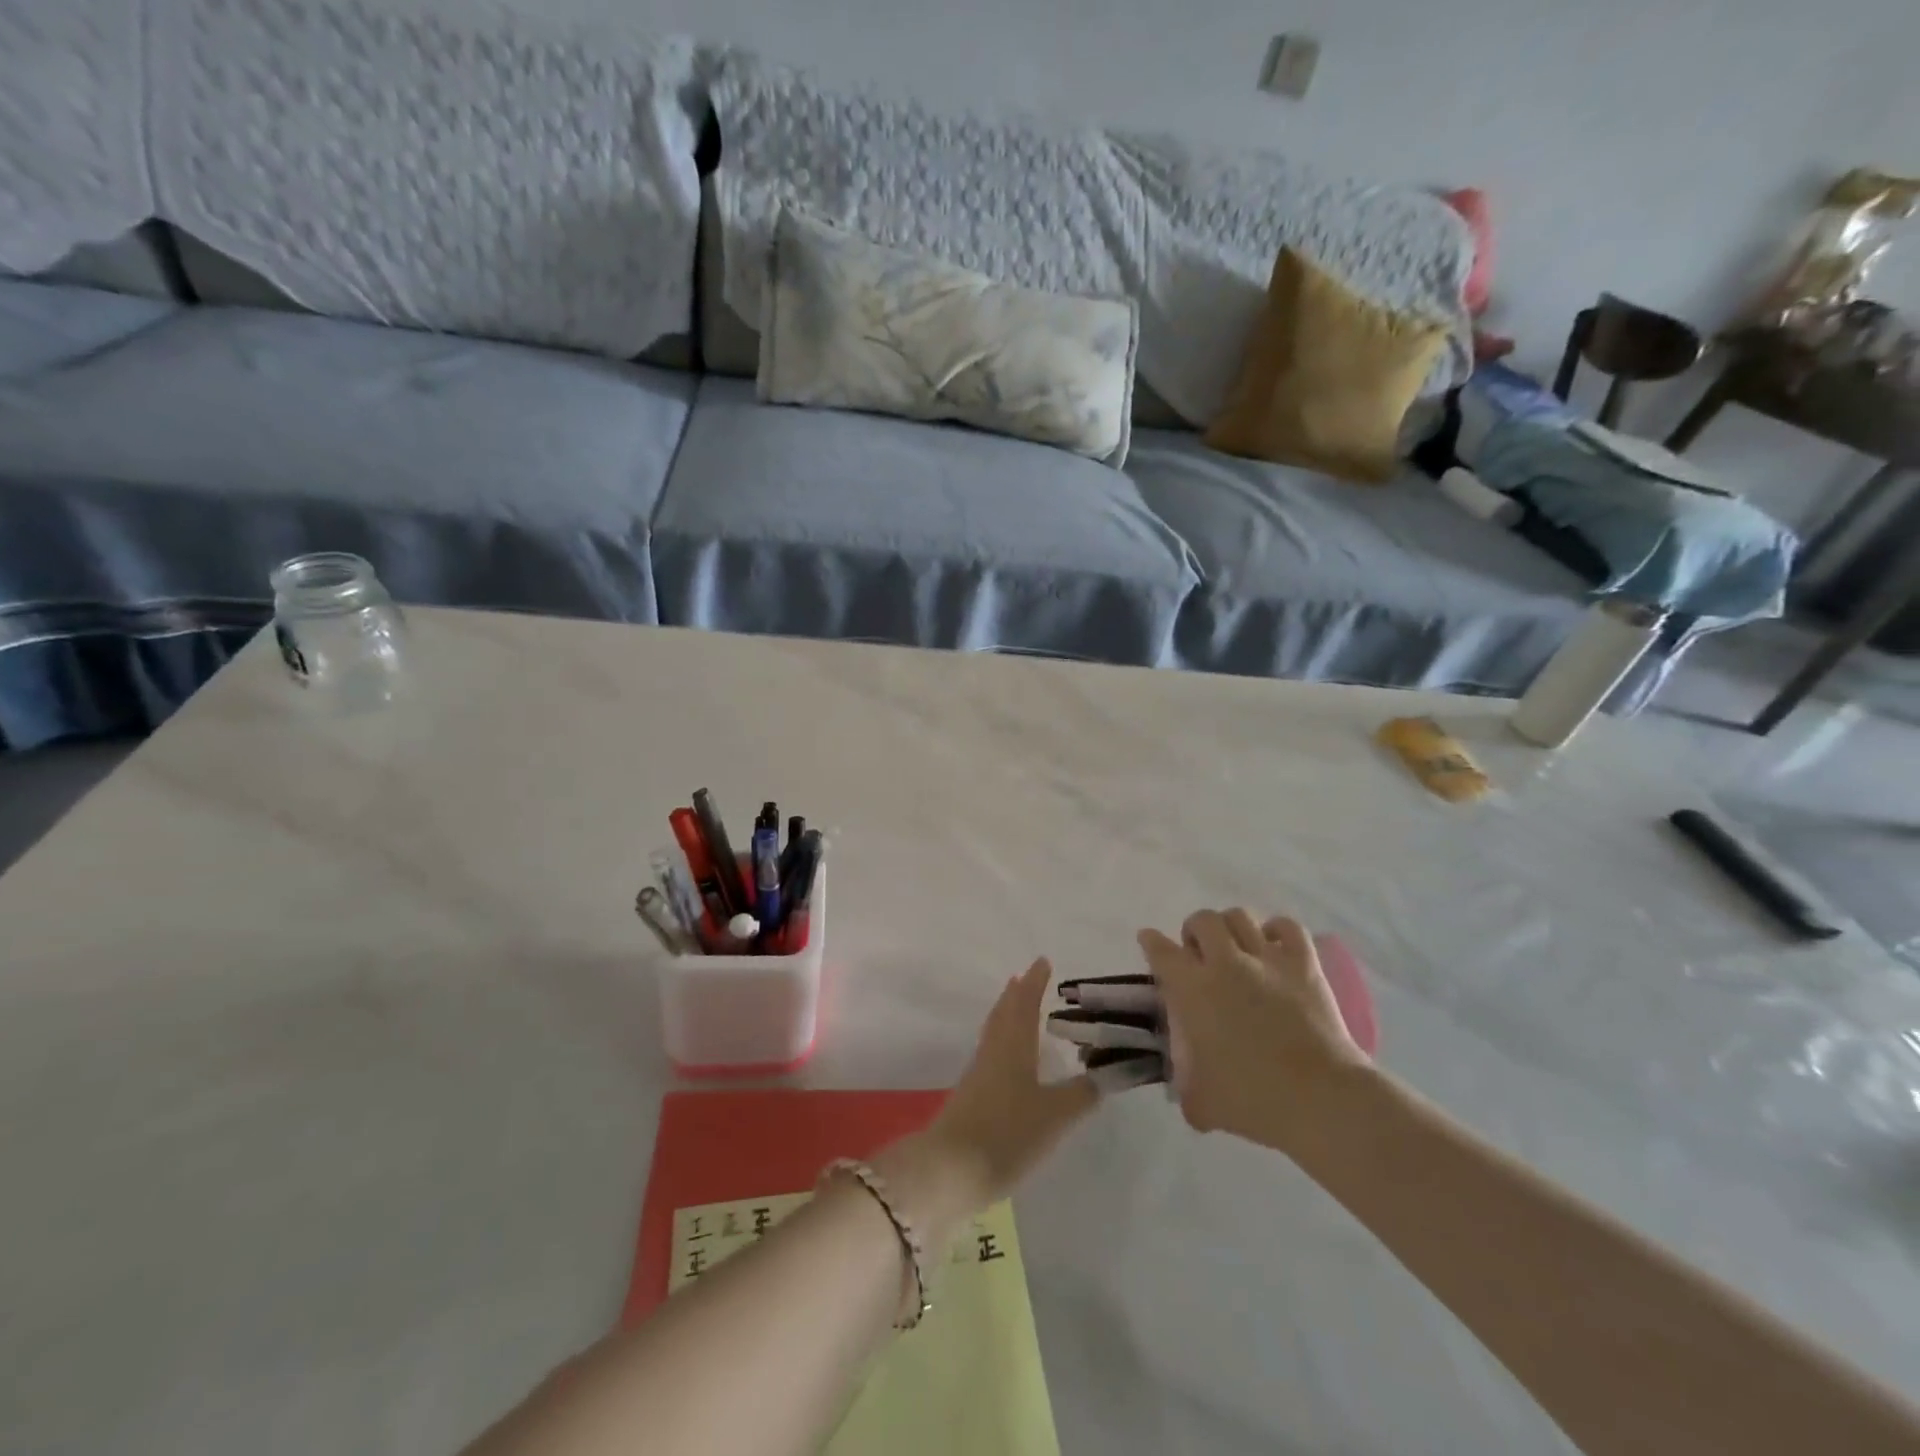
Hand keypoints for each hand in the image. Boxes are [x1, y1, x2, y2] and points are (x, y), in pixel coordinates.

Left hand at [879, 959, 1096, 1228]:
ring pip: (995, 1030)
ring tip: (1018, 1006)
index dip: (1035, 982)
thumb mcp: (1054, 1116)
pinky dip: (1002, 1039)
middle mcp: (994, 1051)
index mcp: (1014, 1046)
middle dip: (1017, 993)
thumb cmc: (1007, 1134)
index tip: (1043, 961)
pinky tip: (1009, 1056)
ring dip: (1007, 1013)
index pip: (1025, 1004)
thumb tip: (1106, 1074)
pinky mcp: (971, 1094)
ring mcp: (979, 1072)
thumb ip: (1081, 1094)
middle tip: (1028, 977)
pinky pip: (990, 1052)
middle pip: (1004, 1012)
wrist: (951, 1169)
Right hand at [1138, 909, 1370, 1155]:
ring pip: (1240, 916)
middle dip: (1194, 931)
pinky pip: (1287, 927)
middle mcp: (1225, 963)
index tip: (1149, 940)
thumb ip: (1186, 1089)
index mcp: (1192, 990)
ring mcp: (1267, 959)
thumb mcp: (1202, 1103)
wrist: (1320, 1099)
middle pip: (1202, 921)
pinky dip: (1277, 929)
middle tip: (1199, 954)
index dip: (1151, 942)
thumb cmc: (1253, 1100)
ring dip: (1230, 926)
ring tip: (1234, 946)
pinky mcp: (1304, 964)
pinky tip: (1274, 944)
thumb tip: (1186, 1093)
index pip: (1160, 950)